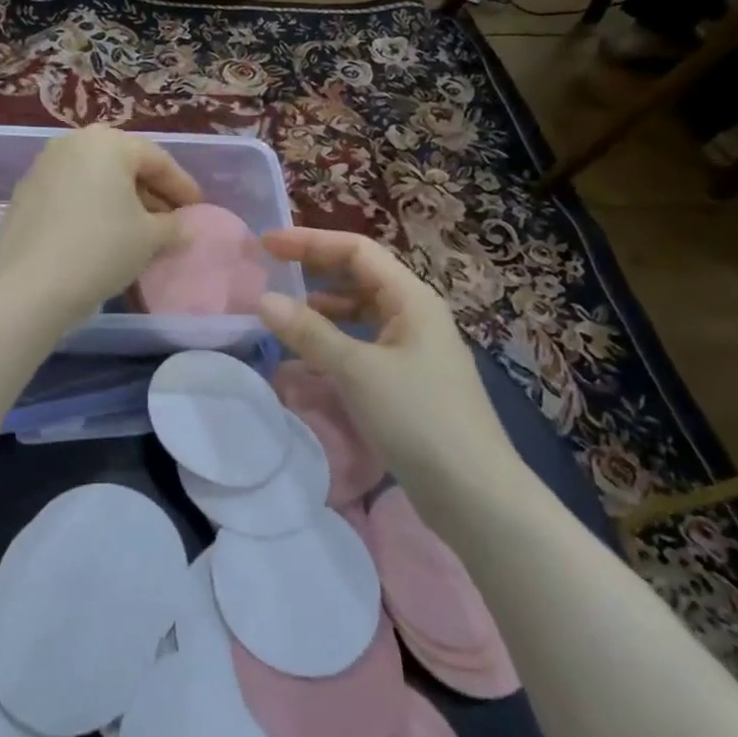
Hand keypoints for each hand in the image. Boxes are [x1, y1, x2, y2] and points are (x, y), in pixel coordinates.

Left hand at [0, 127, 200, 329]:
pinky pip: (71, 193)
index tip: (198, 209)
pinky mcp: (25, 194)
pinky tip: (103, 235)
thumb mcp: (149, 238)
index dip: (182, 186)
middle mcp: (72, 144)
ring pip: (95, 179)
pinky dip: (93, 208)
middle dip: (150, 191)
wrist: (29, 284)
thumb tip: (183, 227)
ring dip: (121, 201)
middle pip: (123, 164)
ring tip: (139, 230)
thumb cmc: (101, 248)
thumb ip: (173, 227)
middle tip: (171, 219)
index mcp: (108, 142)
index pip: (157, 160)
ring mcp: (43, 167)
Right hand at [257, 228, 526, 493]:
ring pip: (361, 311)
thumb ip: (309, 332)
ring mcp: (413, 349)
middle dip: (315, 268)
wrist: (474, 494)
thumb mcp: (358, 370)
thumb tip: (263, 300)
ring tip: (284, 311)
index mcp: (412, 298)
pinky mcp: (408, 381)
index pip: (356, 250)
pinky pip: (363, 343)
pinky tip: (310, 356)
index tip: (266, 244)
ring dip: (323, 306)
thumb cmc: (419, 418)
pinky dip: (334, 340)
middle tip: (271, 269)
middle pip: (360, 276)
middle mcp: (415, 315)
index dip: (310, 241)